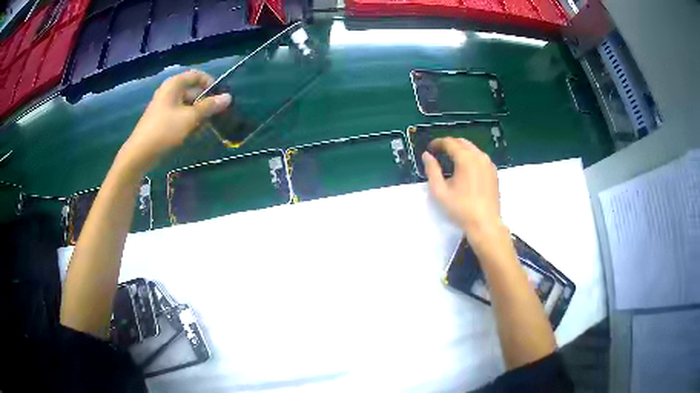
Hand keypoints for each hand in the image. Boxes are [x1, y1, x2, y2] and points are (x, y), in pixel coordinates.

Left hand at [117, 70, 230, 172]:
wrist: (140, 153)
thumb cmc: (165, 130)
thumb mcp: (190, 117)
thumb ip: (209, 106)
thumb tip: (228, 97)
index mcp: (174, 84)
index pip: (197, 76)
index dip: (210, 84)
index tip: (220, 97)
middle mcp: (169, 91)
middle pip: (193, 91)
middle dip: (205, 102)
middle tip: (215, 116)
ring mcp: (164, 105)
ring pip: (187, 104)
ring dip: (198, 114)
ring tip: (205, 127)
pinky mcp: (162, 119)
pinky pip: (180, 114)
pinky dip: (188, 121)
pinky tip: (193, 132)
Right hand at [422, 137, 503, 241]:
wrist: (485, 223)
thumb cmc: (461, 208)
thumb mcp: (440, 191)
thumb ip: (432, 170)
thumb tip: (426, 155)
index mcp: (465, 159)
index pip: (449, 142)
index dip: (437, 143)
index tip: (430, 149)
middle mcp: (479, 156)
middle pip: (462, 142)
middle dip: (449, 144)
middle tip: (439, 153)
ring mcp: (488, 163)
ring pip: (472, 148)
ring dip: (460, 150)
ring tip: (451, 160)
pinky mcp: (493, 172)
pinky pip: (480, 157)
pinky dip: (470, 157)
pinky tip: (465, 169)